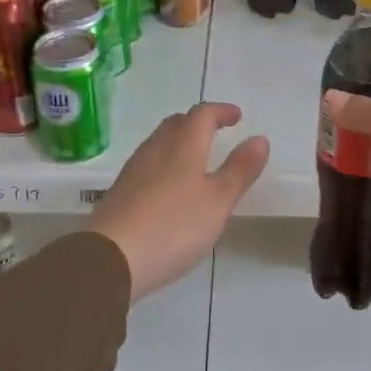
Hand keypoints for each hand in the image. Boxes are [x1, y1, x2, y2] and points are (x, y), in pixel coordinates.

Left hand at [89, 102, 269, 300]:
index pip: (202, 115)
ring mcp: (134, 172)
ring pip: (159, 144)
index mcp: (183, 146)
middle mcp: (156, 151)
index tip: (237, 116)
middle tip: (215, 132)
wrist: (111, 258)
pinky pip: (147, 166)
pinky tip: (170, 189)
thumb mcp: (218, 201)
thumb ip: (239, 170)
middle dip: (197, 123)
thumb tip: (259, 138)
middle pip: (176, 124)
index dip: (220, 111)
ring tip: (196, 159)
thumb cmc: (173, 226)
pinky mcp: (120, 194)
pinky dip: (165, 165)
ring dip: (179, 143)